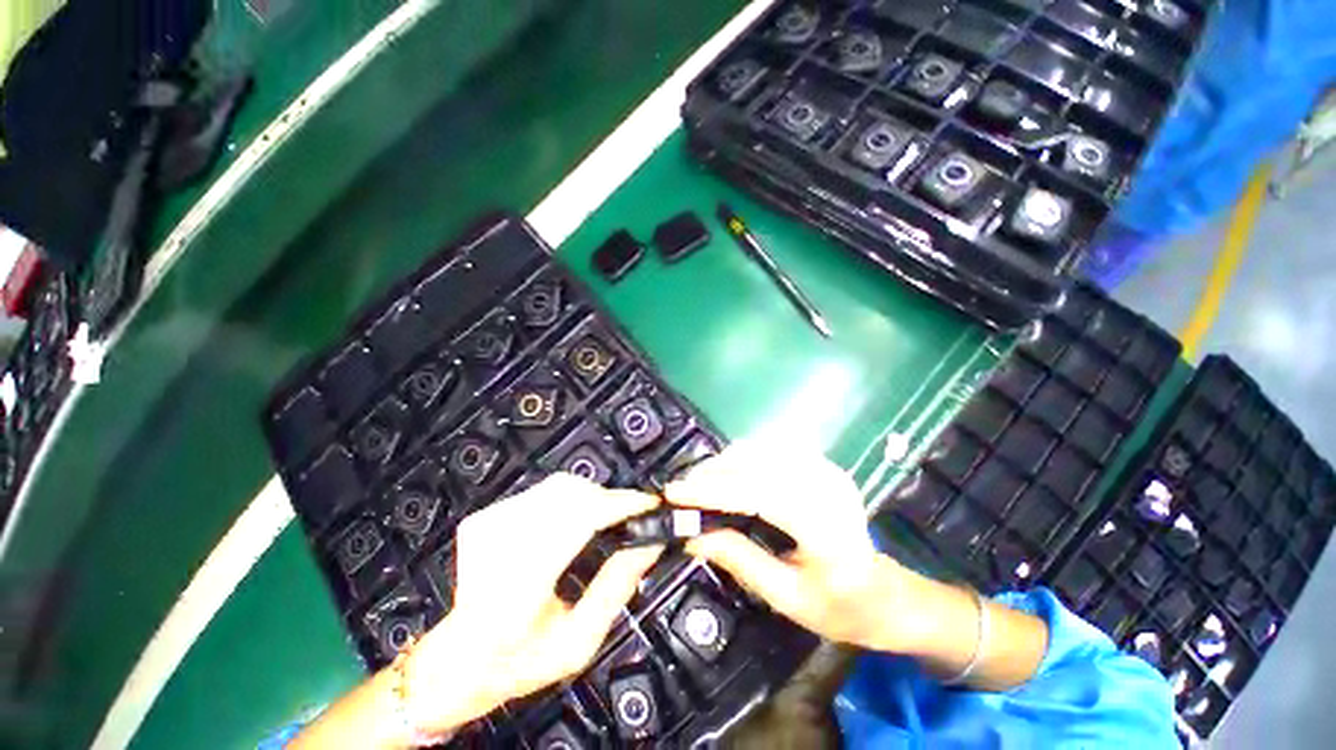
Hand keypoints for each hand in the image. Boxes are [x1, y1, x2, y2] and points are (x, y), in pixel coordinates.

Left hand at [402, 474, 662, 735]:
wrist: (457, 660)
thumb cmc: (519, 661)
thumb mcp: (578, 643)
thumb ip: (617, 588)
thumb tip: (650, 543)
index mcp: (517, 589)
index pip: (578, 520)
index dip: (619, 504)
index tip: (649, 504)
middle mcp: (498, 547)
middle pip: (571, 493)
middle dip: (609, 500)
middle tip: (629, 518)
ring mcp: (486, 526)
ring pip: (559, 486)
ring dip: (591, 499)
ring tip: (603, 524)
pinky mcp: (485, 517)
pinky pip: (543, 492)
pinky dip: (569, 501)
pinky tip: (569, 527)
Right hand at [664, 441, 918, 651]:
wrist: (885, 594)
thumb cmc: (840, 608)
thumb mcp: (787, 598)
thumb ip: (739, 560)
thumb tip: (692, 535)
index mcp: (823, 524)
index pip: (755, 493)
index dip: (711, 491)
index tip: (674, 493)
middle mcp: (825, 485)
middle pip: (754, 463)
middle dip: (711, 474)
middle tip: (681, 492)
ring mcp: (825, 468)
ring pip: (758, 450)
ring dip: (723, 464)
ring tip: (699, 486)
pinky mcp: (819, 464)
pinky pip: (769, 450)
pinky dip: (741, 460)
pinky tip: (728, 477)